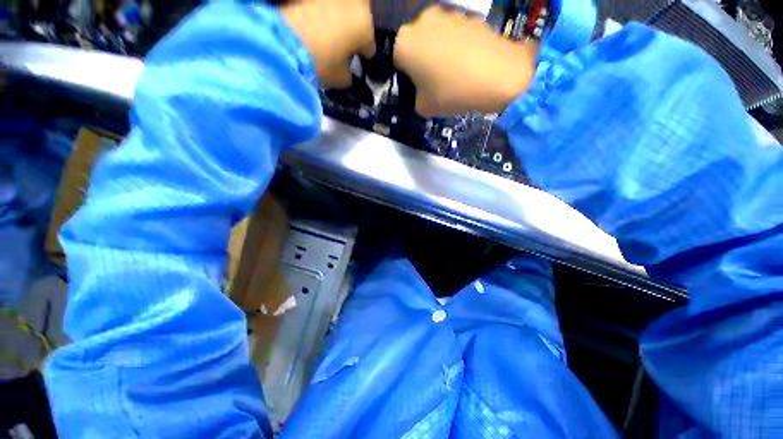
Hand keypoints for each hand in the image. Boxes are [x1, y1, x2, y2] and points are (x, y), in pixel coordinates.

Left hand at [281, 0, 374, 88]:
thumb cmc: (321, 63)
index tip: (359, 60)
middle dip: (356, 26)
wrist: (284, 43)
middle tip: (347, 40)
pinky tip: (314, 23)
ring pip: (342, 6)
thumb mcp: (341, 79)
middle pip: (360, 15)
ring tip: (329, 30)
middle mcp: (353, 3)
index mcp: (365, 27)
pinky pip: (321, 6)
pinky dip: (320, 12)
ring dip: (339, 16)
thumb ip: (348, 74)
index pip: (369, 46)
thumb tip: (346, 71)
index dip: (364, 55)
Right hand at [394, 6, 538, 116]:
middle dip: (423, 59)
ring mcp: (448, 14)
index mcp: (404, 44)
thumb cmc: (451, 92)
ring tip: (457, 71)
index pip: (398, 60)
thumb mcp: (424, 108)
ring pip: (437, 37)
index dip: (408, 75)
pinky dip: (459, 45)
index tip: (419, 87)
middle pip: (417, 44)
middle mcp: (422, 22)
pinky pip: (457, 33)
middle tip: (436, 79)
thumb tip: (422, 91)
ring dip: (441, 51)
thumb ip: (416, 98)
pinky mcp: (470, 14)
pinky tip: (470, 62)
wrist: (497, 75)